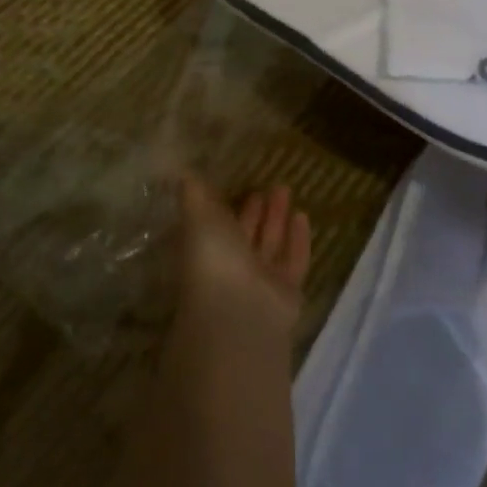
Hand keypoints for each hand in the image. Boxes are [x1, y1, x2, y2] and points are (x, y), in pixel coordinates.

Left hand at [178, 177, 310, 330]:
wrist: (239, 314)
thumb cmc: (213, 261)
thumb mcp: (198, 220)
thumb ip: (193, 197)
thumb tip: (183, 173)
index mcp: (207, 253)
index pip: (217, 226)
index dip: (226, 206)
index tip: (237, 183)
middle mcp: (232, 268)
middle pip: (246, 235)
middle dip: (256, 210)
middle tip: (268, 185)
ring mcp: (260, 283)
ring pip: (271, 245)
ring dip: (277, 218)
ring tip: (285, 189)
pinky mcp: (287, 294)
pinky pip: (294, 261)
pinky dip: (298, 240)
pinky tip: (303, 215)